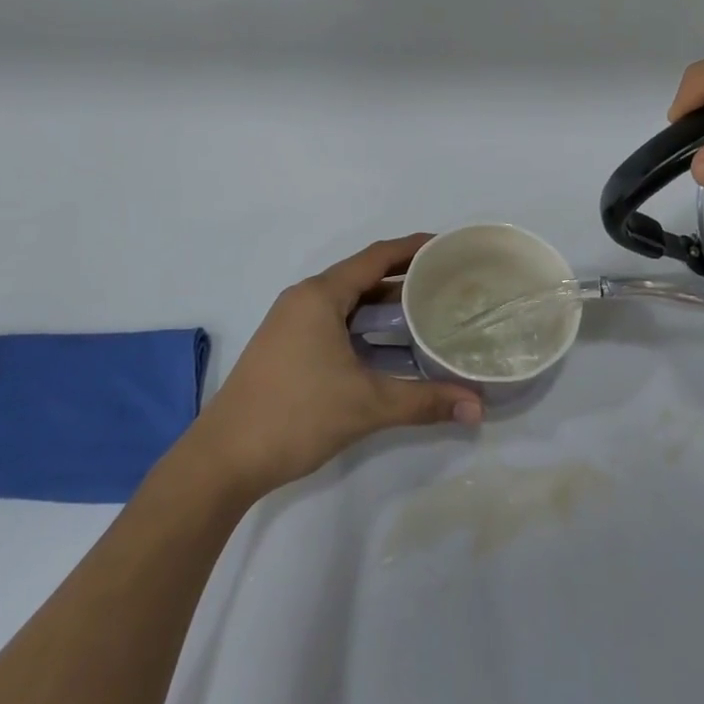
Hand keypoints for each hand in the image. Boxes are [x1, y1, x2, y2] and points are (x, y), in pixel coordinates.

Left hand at [186, 236, 482, 497]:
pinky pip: (336, 322)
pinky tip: (391, 346)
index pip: (376, 257)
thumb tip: (478, 408)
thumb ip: (424, 401)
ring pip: (349, 303)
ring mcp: (292, 323)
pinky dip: (365, 326)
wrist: (224, 458)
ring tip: (428, 311)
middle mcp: (305, 299)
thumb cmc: (295, 415)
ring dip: (385, 305)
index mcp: (320, 295)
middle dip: (404, 277)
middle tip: (447, 282)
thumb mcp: (366, 405)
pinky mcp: (287, 347)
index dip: (413, 248)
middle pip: (363, 276)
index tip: (447, 245)